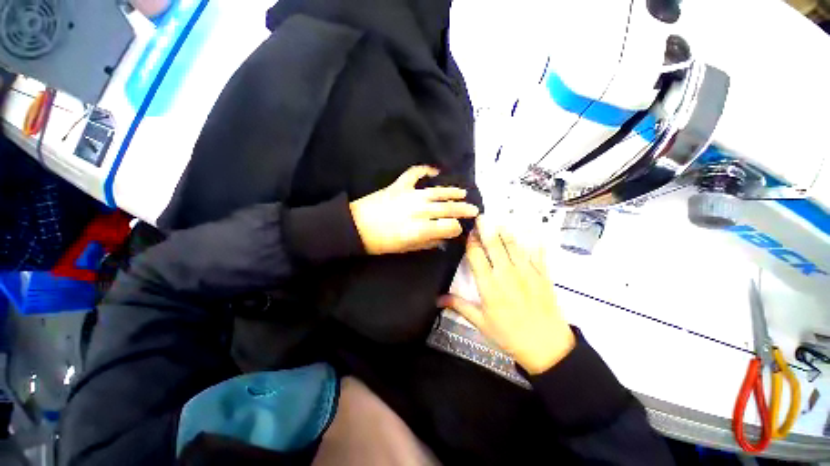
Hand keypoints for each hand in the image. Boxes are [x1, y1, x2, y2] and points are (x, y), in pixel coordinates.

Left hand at [349, 166, 479, 254]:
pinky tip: (435, 171)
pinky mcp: (399, 185)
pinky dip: (425, 170)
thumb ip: (427, 243)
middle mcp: (418, 211)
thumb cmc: (380, 243)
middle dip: (463, 210)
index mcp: (419, 230)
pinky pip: (415, 174)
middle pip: (447, 208)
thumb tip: (443, 239)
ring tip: (464, 193)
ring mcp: (409, 195)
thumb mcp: (406, 249)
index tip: (459, 230)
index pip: (448, 226)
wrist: (355, 227)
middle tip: (474, 210)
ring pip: (437, 192)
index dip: (457, 228)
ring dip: (452, 192)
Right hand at [439, 217, 574, 374]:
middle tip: (481, 217)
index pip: (476, 256)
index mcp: (489, 286)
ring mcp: (526, 272)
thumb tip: (438, 299)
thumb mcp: (481, 322)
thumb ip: (459, 306)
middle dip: (486, 229)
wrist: (546, 347)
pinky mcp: (542, 275)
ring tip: (497, 220)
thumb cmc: (509, 335)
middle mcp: (506, 274)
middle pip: (494, 245)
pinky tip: (531, 229)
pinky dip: (534, 240)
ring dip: (504, 231)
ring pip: (513, 245)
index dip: (471, 241)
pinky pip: (538, 253)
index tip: (468, 232)